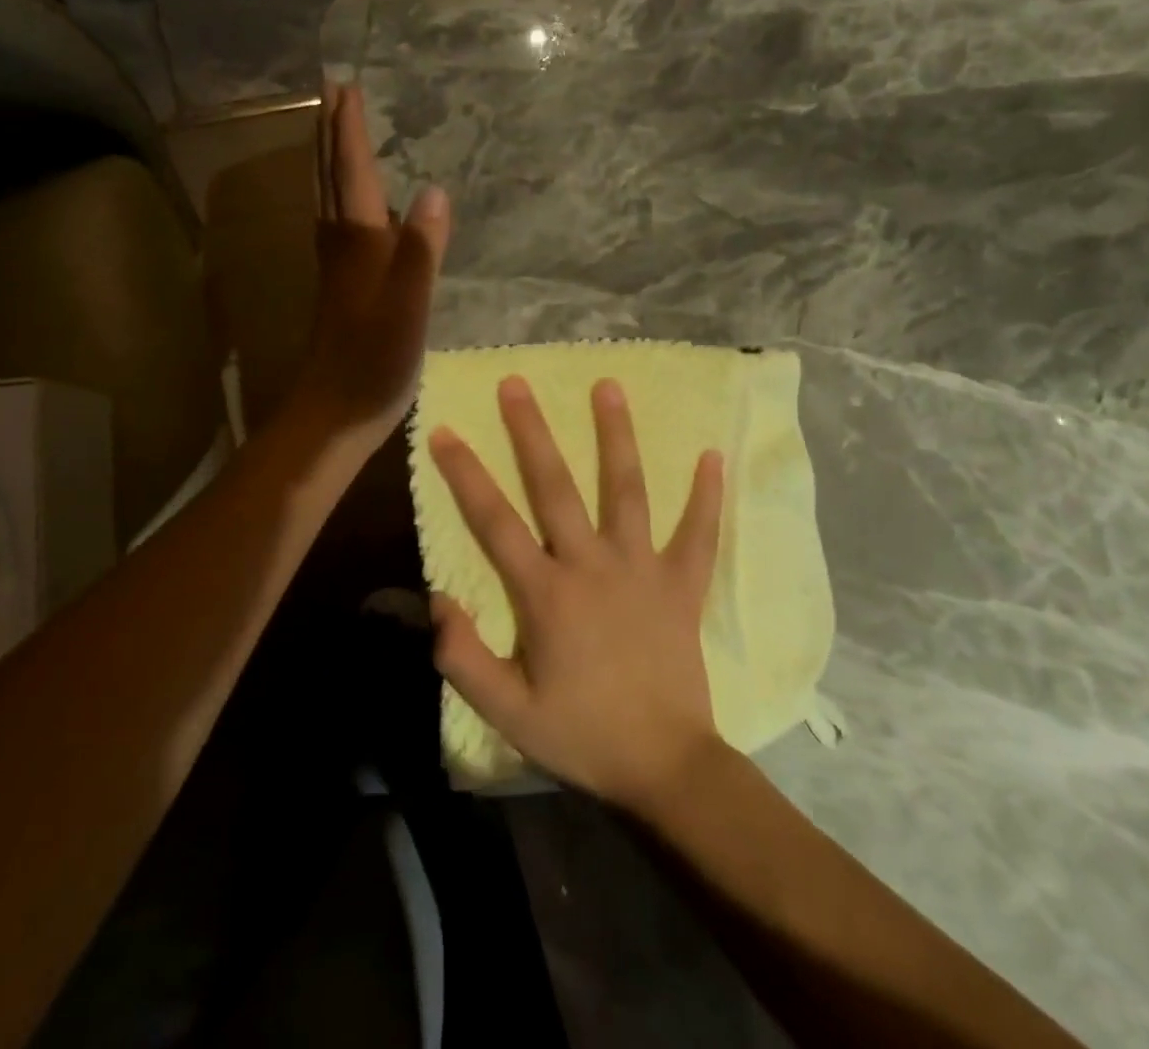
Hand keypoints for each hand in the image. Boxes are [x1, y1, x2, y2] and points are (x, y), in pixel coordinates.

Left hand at [293, 85, 449, 447]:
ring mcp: (337, 267)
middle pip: (330, 177)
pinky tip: (356, 207)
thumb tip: (434, 189)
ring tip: (336, 133)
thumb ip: (421, 249)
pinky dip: (341, 197)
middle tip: (332, 94)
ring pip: (329, 199)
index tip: (345, 85)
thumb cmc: (375, 359)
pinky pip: (338, 224)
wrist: (335, 411)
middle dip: (330, 134)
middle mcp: (340, 244)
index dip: (349, 129)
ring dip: (330, 161)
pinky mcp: (341, 288)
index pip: (353, 172)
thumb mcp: (408, 305)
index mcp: (357, 241)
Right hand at [427, 377, 726, 811]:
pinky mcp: (682, 584)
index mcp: (545, 593)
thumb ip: (462, 656)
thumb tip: (435, 600)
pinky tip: (713, 456)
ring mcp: (642, 569)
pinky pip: (698, 533)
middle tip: (517, 382)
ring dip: (616, 437)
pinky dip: (706, 496)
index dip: (465, 474)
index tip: (444, 431)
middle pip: (555, 486)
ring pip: (626, 490)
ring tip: (609, 386)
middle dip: (532, 431)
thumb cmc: (581, 735)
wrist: (665, 767)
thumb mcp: (506, 711)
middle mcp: (591, 565)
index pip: (494, 520)